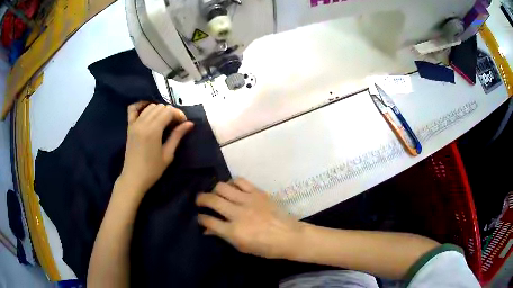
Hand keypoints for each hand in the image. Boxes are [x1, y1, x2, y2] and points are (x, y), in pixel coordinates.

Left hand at [118, 102, 193, 197]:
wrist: (134, 178)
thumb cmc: (152, 170)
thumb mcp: (168, 154)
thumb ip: (177, 136)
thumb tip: (190, 123)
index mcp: (153, 130)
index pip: (168, 111)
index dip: (179, 114)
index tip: (184, 123)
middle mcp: (143, 122)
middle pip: (160, 107)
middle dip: (170, 112)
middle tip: (175, 124)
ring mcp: (134, 123)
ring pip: (150, 107)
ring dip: (159, 110)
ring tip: (163, 121)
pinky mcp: (129, 126)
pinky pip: (133, 109)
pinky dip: (140, 106)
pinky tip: (147, 110)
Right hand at [196, 178, 302, 258]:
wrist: (289, 236)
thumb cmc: (266, 247)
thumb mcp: (242, 247)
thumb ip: (223, 236)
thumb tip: (206, 230)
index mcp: (234, 231)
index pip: (209, 221)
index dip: (201, 218)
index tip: (200, 217)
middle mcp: (238, 214)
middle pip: (212, 200)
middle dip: (201, 199)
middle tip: (200, 201)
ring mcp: (248, 201)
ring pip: (222, 187)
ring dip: (214, 190)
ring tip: (215, 194)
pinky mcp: (258, 192)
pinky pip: (240, 181)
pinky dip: (232, 183)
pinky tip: (232, 188)